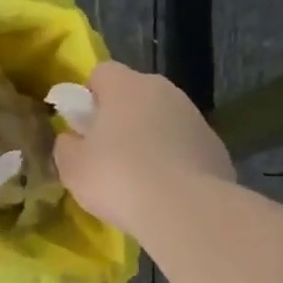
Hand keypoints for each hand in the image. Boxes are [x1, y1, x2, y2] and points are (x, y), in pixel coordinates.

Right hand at [54, 62, 233, 234]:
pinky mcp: (216, 146)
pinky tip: (168, 192)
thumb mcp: (73, 167)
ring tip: (140, 180)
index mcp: (126, 86)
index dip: (89, 97)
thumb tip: (72, 139)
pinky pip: (186, 147)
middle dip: (122, 118)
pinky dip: (176, 161)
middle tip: (108, 155)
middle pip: (136, 94)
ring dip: (151, 139)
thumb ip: (67, 146)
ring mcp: (195, 117)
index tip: (83, 127)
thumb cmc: (119, 179)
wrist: (186, 210)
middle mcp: (164, 91)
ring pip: (164, 120)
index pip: (102, 73)